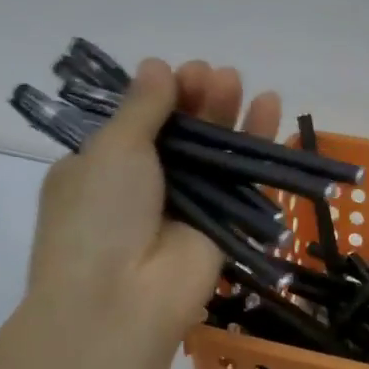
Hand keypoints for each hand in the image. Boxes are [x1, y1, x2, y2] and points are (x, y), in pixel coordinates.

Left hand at [25, 57, 280, 344]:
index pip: (135, 121)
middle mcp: (140, 185)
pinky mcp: (220, 222)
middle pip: (177, 131)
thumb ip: (142, 106)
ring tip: (237, 81)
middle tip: (213, 75)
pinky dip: (255, 142)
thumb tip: (156, 65)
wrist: (119, 302)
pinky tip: (269, 105)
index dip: (160, 95)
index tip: (179, 74)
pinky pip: (240, 175)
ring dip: (224, 114)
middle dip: (195, 99)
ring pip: (210, 150)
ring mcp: (181, 205)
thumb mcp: (112, 148)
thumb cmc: (100, 215)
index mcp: (99, 168)